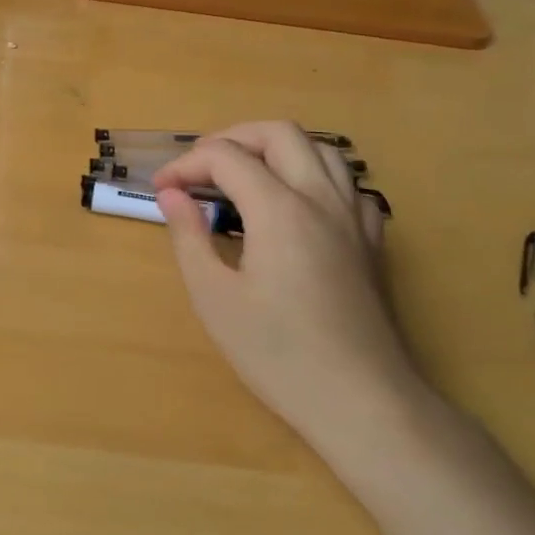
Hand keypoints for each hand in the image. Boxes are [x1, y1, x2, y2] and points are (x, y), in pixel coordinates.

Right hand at [152, 122, 427, 460]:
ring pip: (321, 149)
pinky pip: (348, 183)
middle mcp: (321, 198)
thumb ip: (189, 236)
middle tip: (200, 168)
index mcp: (279, 209)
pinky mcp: (372, 240)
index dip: (186, 164)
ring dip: (276, 148)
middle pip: (278, 133)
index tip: (161, 189)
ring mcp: (354, 217)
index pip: (225, 157)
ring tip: (245, 174)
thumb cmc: (278, 353)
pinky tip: (298, 203)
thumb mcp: (214, 298)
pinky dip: (316, 175)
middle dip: (231, 138)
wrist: (361, 401)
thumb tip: (171, 195)